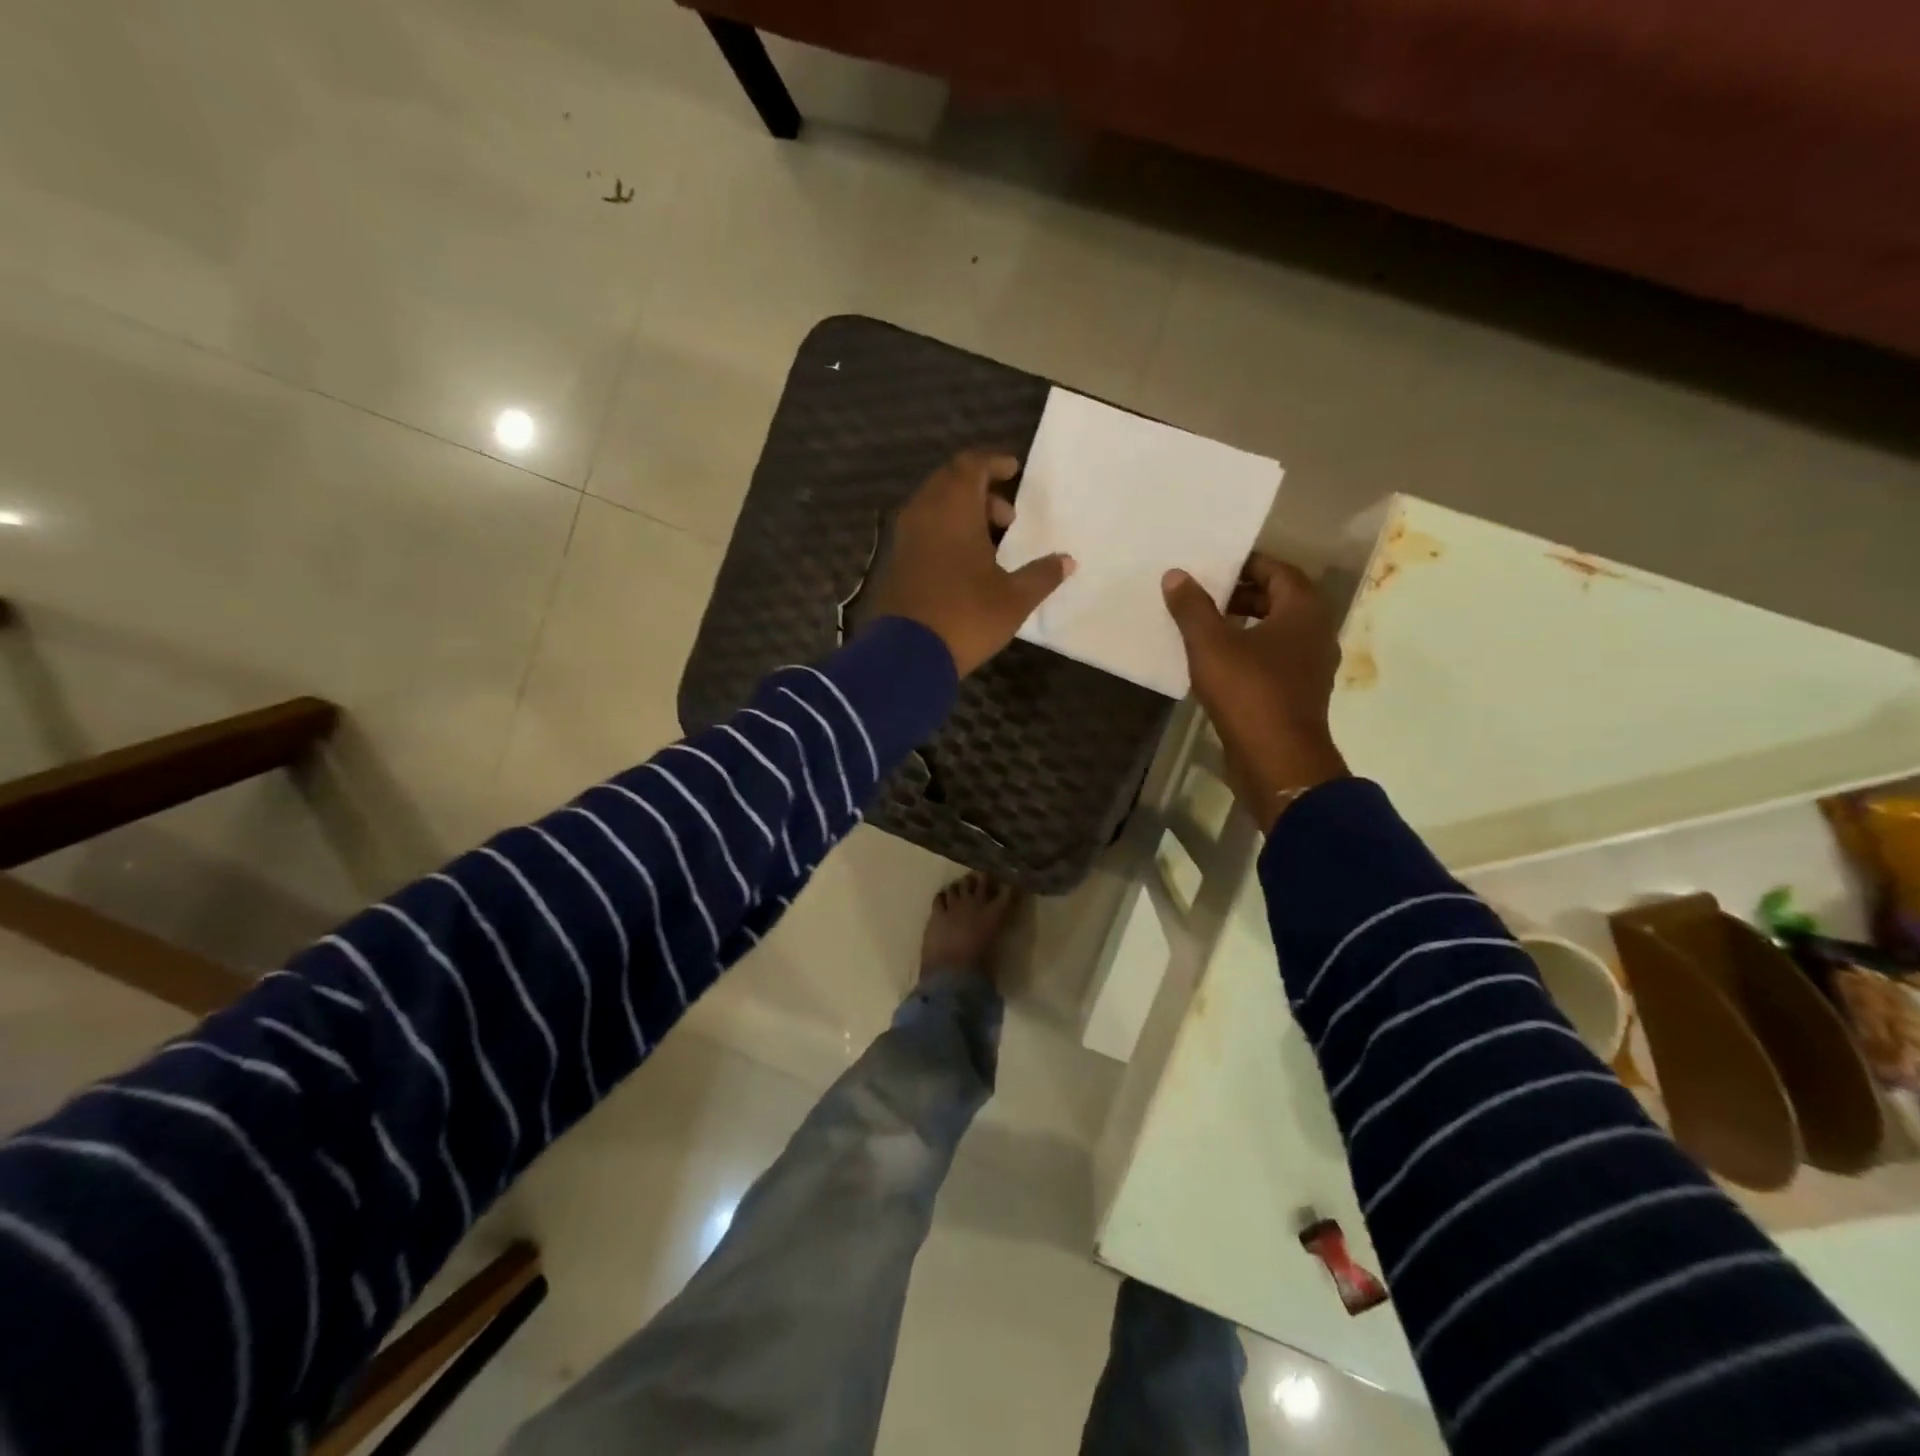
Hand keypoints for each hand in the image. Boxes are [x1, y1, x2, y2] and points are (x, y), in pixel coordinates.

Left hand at [864, 450, 1075, 675]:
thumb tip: (1067, 561)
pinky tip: (965, 563)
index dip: (994, 462)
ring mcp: (904, 538)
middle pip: (950, 481)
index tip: (1014, 471)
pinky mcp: (895, 562)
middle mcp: (923, 513)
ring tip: (992, 544)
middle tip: (1008, 517)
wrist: (906, 656)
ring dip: (963, 513)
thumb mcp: (1014, 599)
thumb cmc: (966, 617)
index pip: (971, 464)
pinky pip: (923, 531)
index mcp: (953, 509)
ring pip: (934, 507)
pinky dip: (945, 533)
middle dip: (981, 489)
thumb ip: (1042, 575)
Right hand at [1162, 554, 1347, 831]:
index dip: (1246, 564)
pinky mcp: (1297, 693)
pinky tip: (1216, 664)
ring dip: (1243, 625)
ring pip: (1275, 632)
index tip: (1213, 566)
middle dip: (1241, 594)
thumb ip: (1192, 607)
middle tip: (1203, 595)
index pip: (1278, 570)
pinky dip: (1248, 653)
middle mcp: (1315, 632)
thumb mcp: (1211, 644)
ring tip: (1203, 628)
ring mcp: (1310, 666)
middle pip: (1279, 600)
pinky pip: (1273, 659)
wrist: (1277, 760)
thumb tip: (1176, 574)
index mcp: (1303, 611)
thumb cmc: (1249, 692)